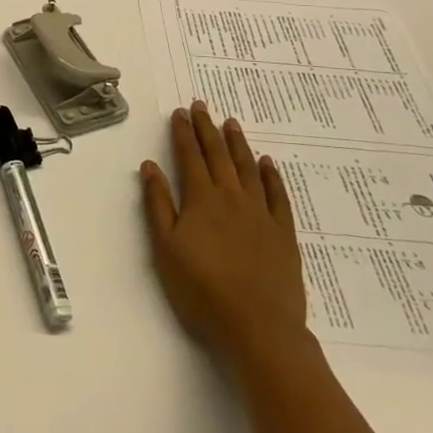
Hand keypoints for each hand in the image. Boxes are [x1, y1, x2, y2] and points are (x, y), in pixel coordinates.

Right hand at [139, 101, 309, 371]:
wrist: (258, 326)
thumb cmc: (202, 290)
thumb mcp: (166, 248)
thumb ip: (158, 204)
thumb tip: (150, 166)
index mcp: (200, 200)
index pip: (189, 157)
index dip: (183, 133)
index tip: (179, 112)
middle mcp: (231, 198)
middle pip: (218, 155)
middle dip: (207, 129)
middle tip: (202, 105)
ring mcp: (260, 213)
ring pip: (247, 168)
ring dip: (238, 143)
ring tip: (231, 122)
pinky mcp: (283, 233)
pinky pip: (277, 195)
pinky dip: (271, 176)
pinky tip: (267, 163)